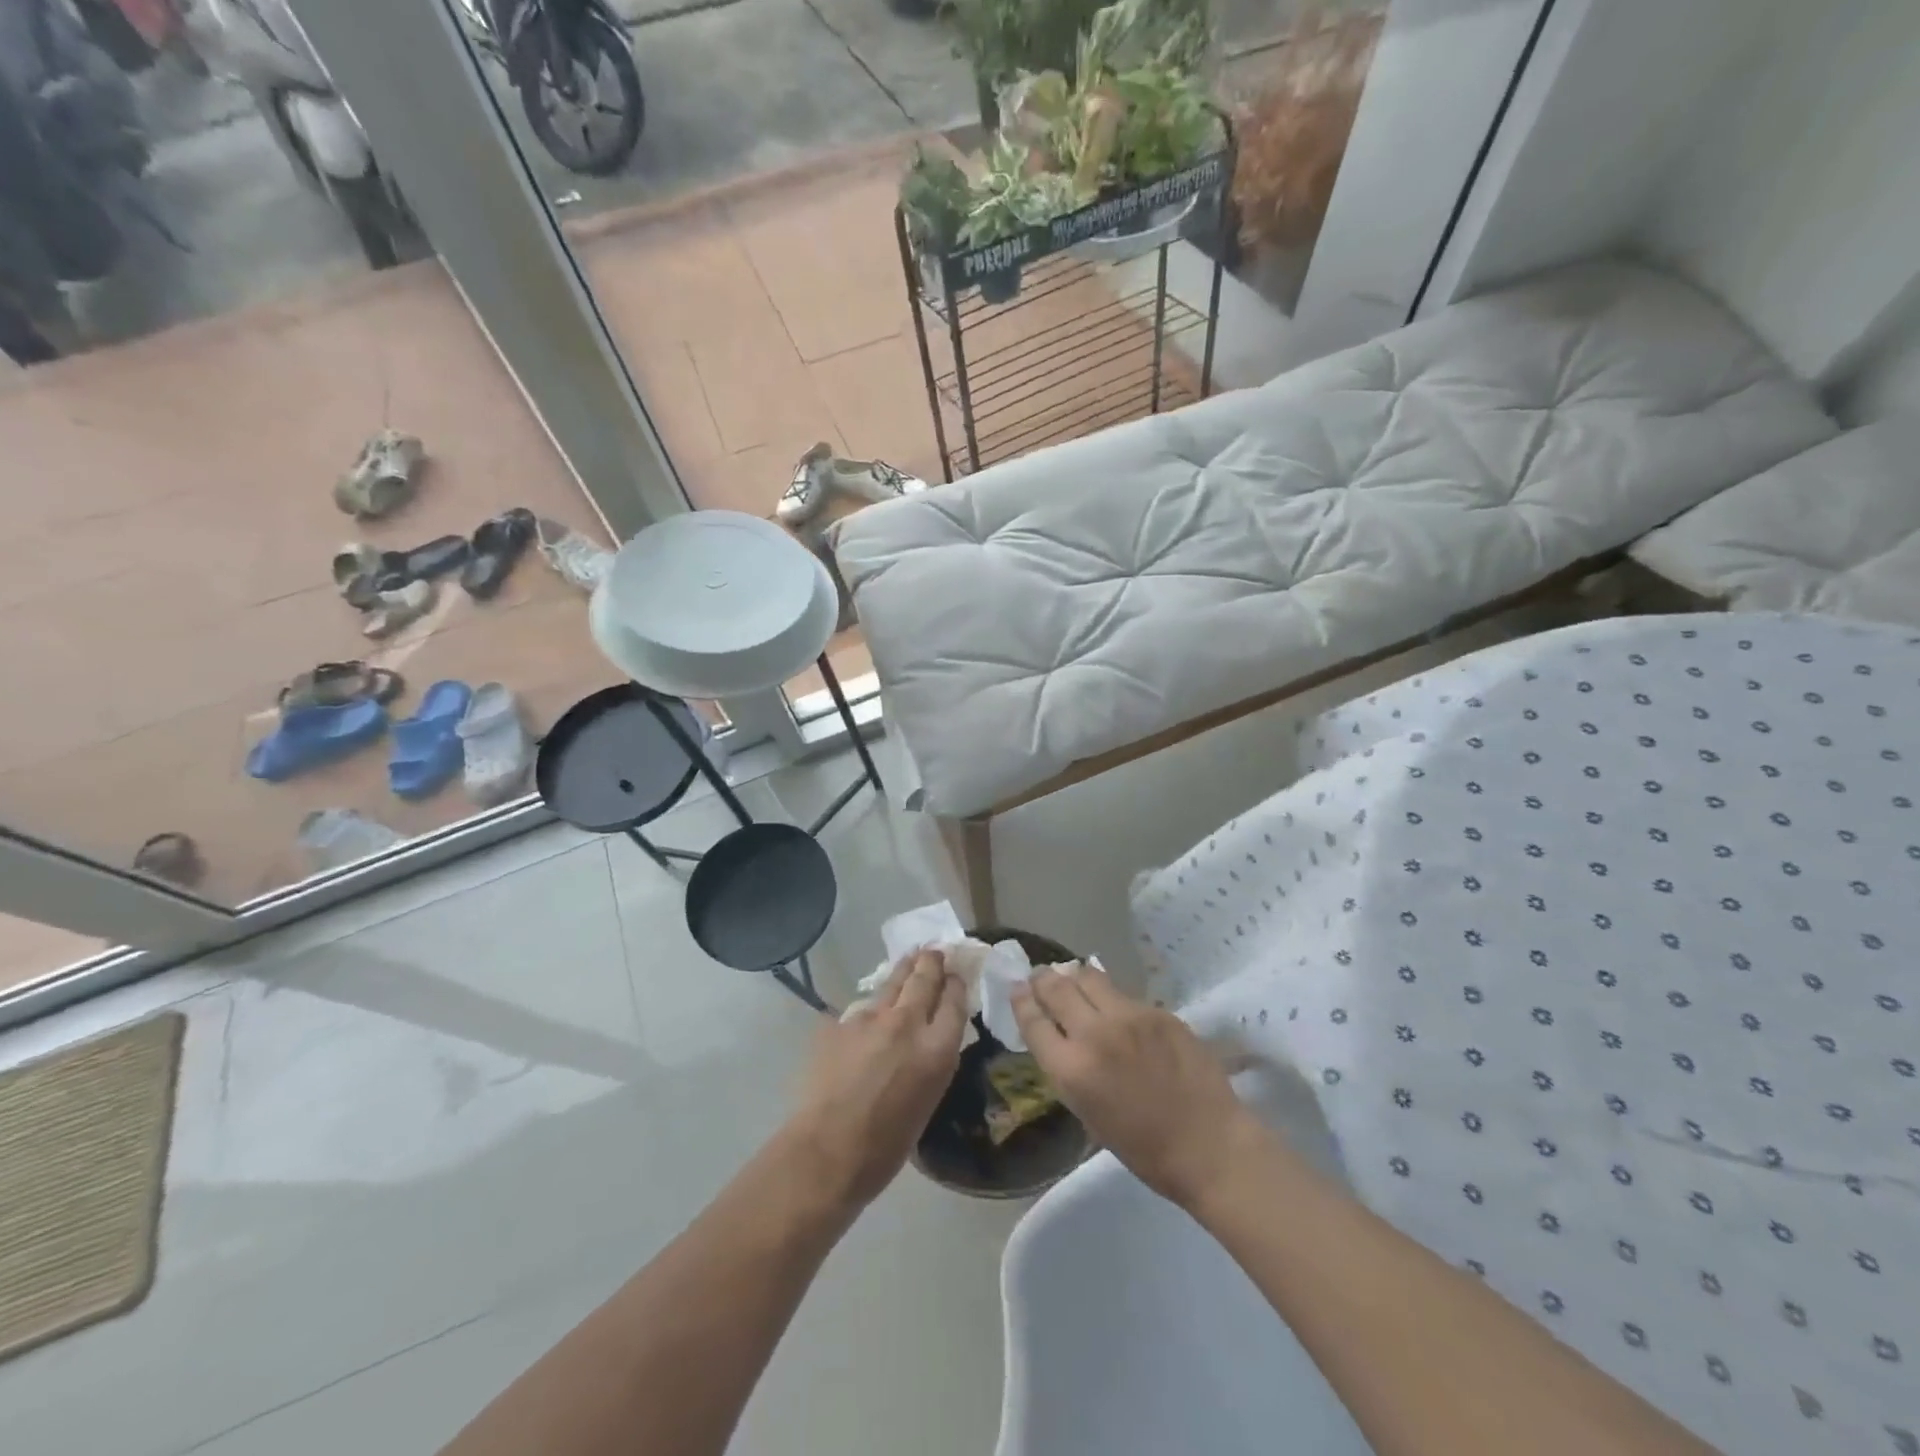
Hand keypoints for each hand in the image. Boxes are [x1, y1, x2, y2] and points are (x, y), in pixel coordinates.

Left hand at [785, 949, 966, 1210]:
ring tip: (911, 958)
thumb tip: (928, 1041)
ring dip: (904, 969)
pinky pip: (861, 1008)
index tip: (956, 974)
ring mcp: (870, 1018)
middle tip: (935, 951)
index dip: (956, 984)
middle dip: (932, 962)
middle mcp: (907, 1023)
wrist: (827, 1151)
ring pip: (892, 983)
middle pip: (925, 979)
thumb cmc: (886, 1145)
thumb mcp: (927, 1100)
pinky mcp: (840, 1022)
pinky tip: (870, 1009)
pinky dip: (871, 1006)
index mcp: (936, 1049)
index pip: (954, 1001)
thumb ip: (931, 1061)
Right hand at [1011, 967, 1259, 1209]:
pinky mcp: (1158, 1011)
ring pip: (1089, 977)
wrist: (1210, 1146)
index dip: (1021, 1000)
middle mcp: (1094, 1035)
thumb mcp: (1088, 1113)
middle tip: (1041, 976)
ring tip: (1074, 978)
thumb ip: (1069, 1069)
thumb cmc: (1144, 1149)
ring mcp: (1129, 1017)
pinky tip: (1116, 1006)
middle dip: (1043, 979)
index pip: (1033, 1020)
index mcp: (1071, 1070)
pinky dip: (1112, 996)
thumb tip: (1060, 1036)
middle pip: (1057, 988)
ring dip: (1075, 977)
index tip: (1017, 988)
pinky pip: (1124, 994)